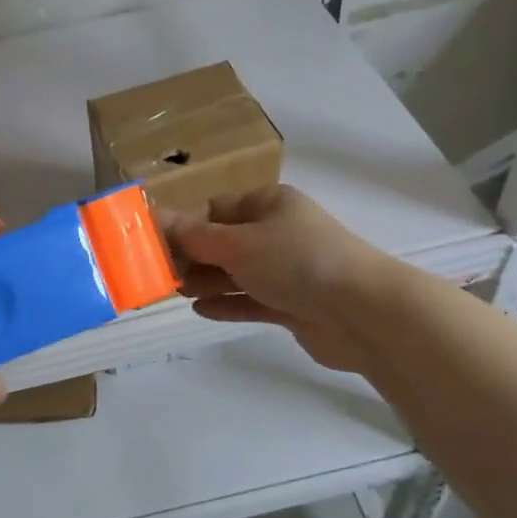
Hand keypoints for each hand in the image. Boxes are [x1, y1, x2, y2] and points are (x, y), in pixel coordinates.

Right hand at [163, 185, 397, 373]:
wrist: (363, 313)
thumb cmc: (296, 261)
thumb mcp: (238, 243)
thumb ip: (194, 236)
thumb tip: (155, 218)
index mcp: (268, 204)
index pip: (215, 209)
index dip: (183, 225)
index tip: (153, 245)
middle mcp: (277, 232)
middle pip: (223, 242)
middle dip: (192, 256)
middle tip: (160, 275)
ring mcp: (287, 270)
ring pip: (236, 272)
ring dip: (206, 281)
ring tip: (176, 292)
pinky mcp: (292, 304)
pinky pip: (251, 300)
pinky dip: (227, 304)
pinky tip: (200, 310)